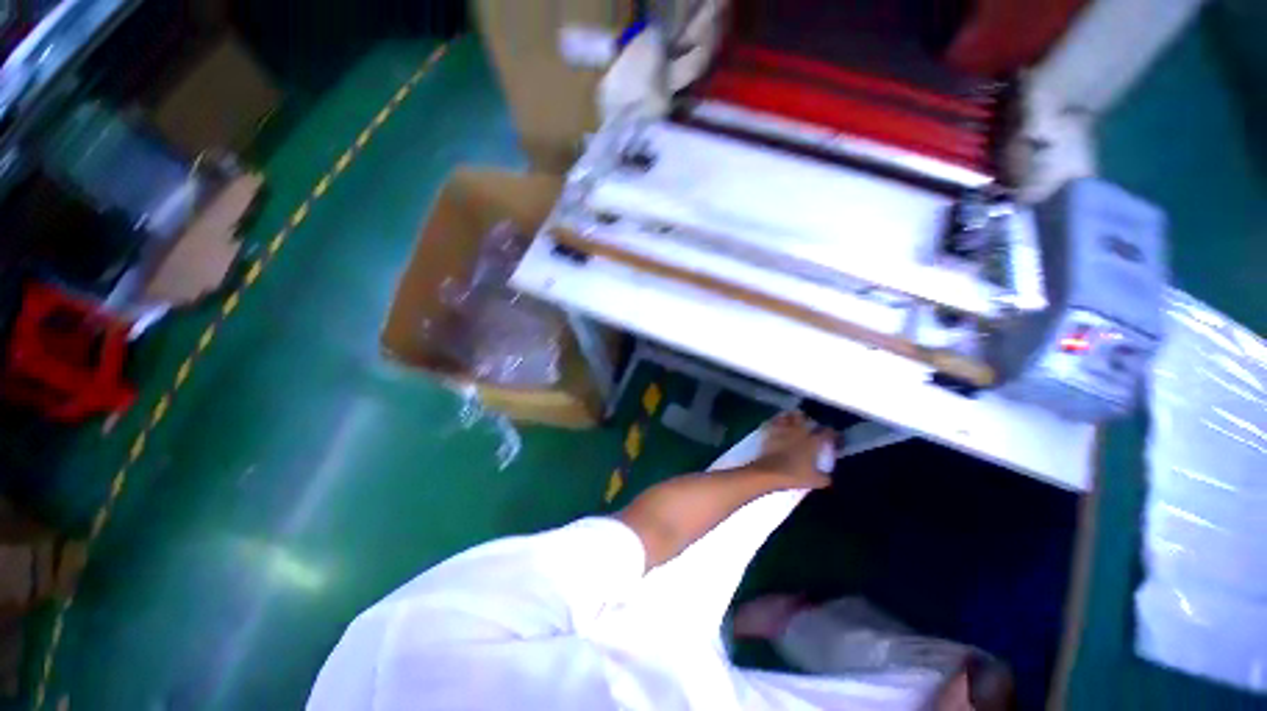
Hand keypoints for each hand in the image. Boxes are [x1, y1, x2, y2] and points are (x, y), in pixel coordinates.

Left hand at [745, 412, 834, 489]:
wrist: (769, 471)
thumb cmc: (793, 475)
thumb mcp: (814, 481)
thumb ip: (824, 477)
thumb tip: (828, 476)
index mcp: (812, 442)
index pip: (827, 432)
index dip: (831, 433)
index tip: (831, 436)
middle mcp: (799, 431)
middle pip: (805, 418)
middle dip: (808, 420)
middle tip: (808, 426)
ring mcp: (783, 428)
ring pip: (788, 415)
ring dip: (791, 417)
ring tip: (792, 422)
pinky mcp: (769, 430)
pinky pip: (774, 420)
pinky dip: (777, 421)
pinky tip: (777, 425)